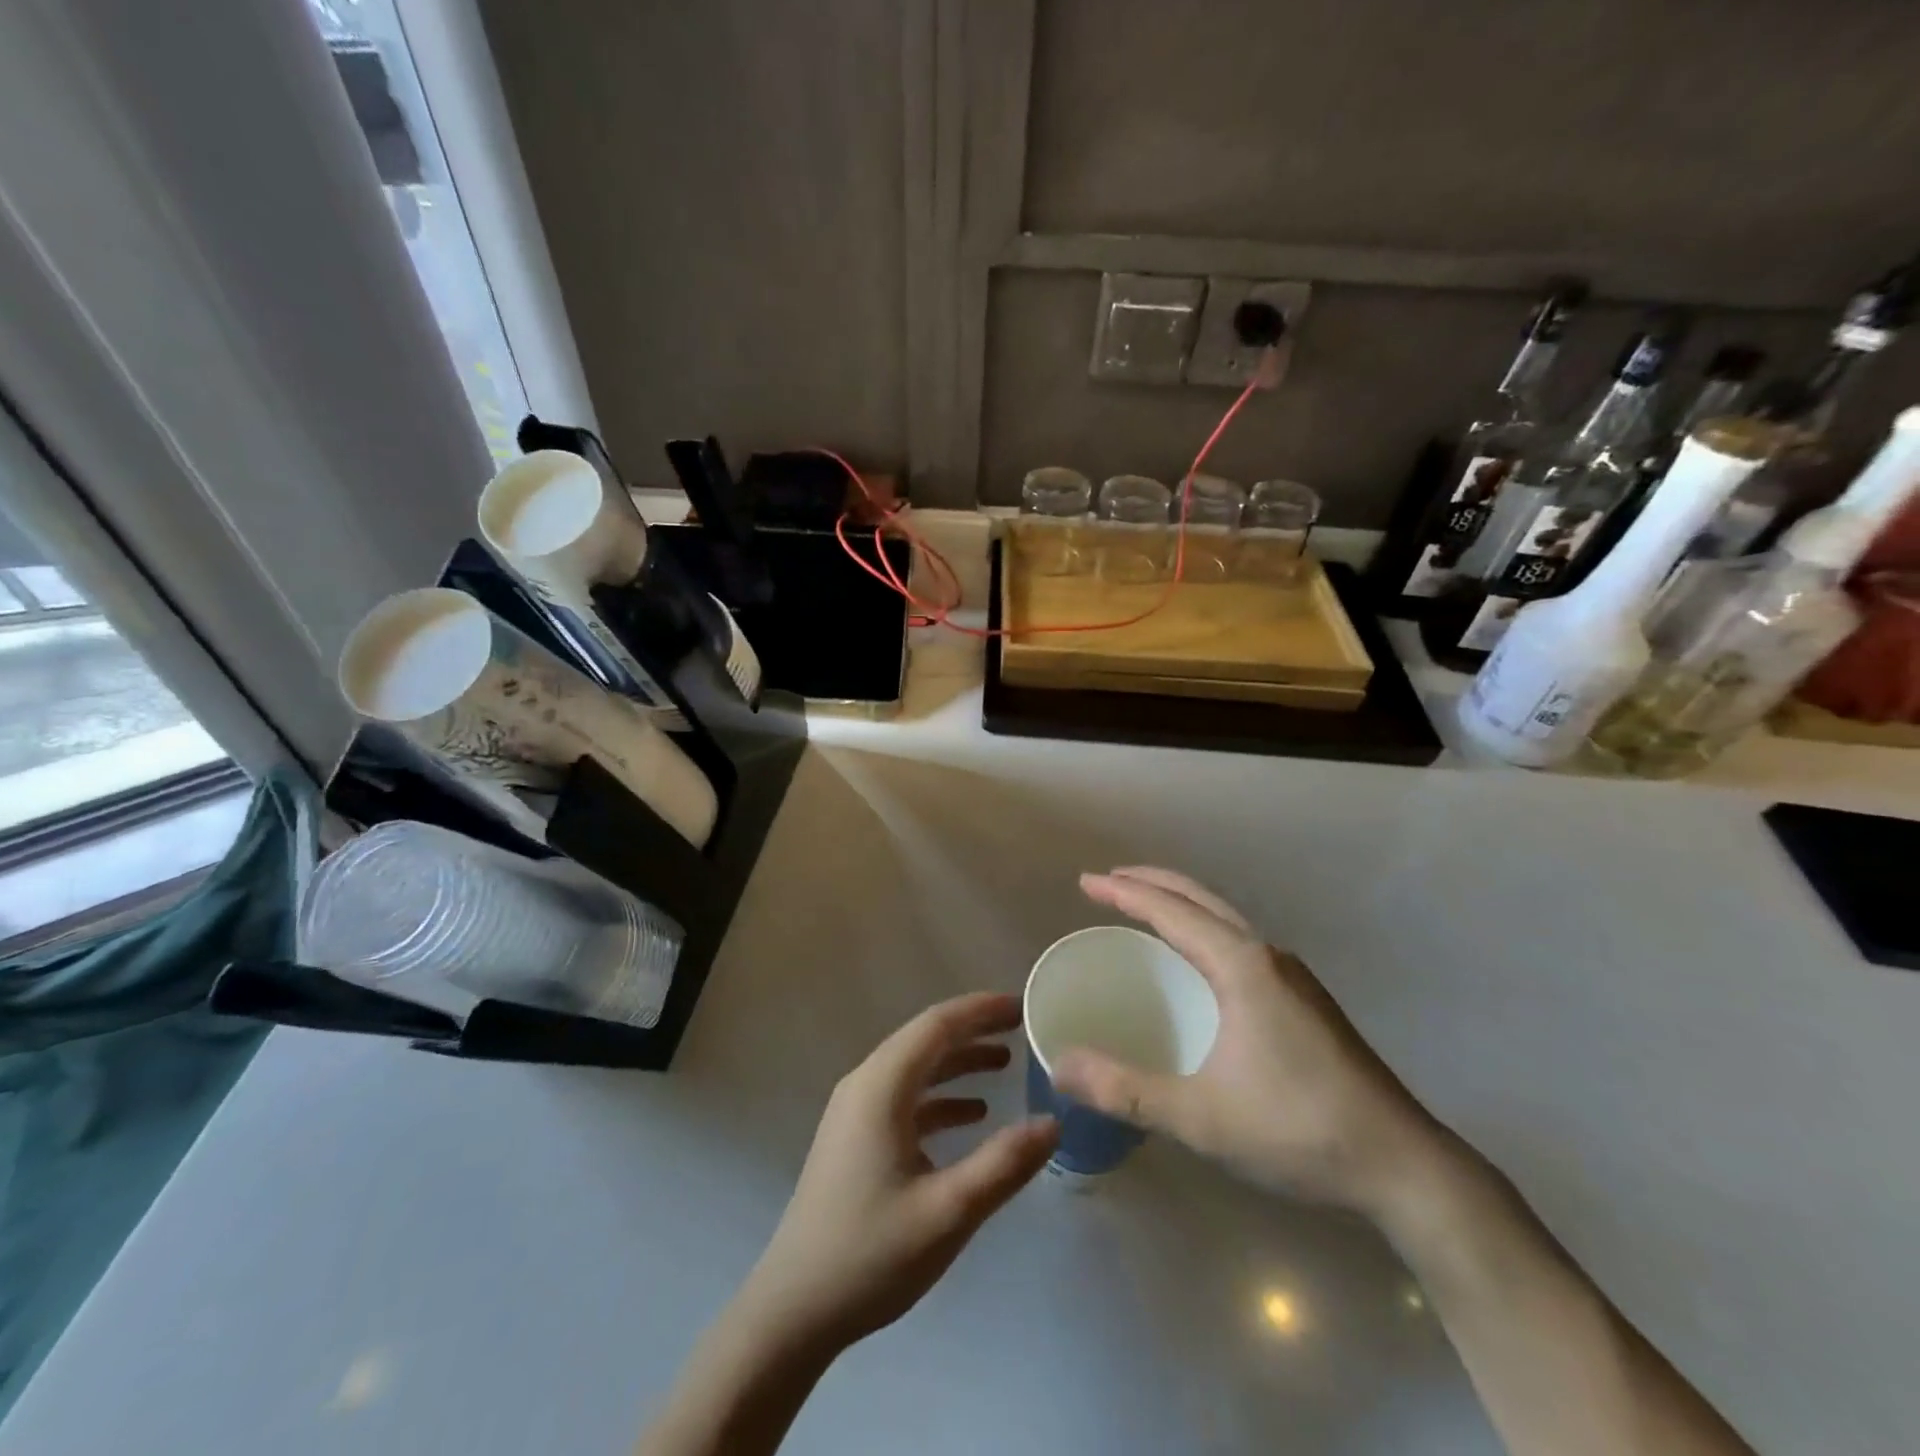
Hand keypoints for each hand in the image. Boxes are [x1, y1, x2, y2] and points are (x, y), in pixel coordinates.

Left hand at [741, 993, 1057, 1350]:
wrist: (793, 1309)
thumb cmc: (871, 1254)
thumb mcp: (948, 1212)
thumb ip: (1003, 1164)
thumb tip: (1053, 1123)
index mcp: (881, 1087)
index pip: (937, 1025)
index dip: (981, 1010)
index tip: (1022, 1005)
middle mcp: (865, 1085)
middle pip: (925, 1039)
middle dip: (974, 1028)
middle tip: (1022, 1027)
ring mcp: (855, 1111)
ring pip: (915, 1067)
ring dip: (959, 1061)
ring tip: (1006, 1062)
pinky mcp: (855, 1137)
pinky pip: (905, 1097)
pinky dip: (941, 1096)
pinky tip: (973, 1114)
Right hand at [1052, 867, 1439, 1216]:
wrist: (1404, 1166)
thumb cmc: (1299, 1131)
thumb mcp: (1201, 1117)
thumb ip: (1125, 1090)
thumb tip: (1059, 1066)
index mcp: (1242, 966)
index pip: (1172, 910)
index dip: (1124, 893)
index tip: (1085, 882)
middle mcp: (1267, 956)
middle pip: (1200, 899)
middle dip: (1151, 884)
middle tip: (1107, 883)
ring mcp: (1292, 976)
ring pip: (1224, 919)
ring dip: (1180, 904)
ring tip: (1143, 909)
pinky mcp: (1304, 1000)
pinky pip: (1238, 942)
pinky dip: (1202, 930)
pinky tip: (1195, 962)